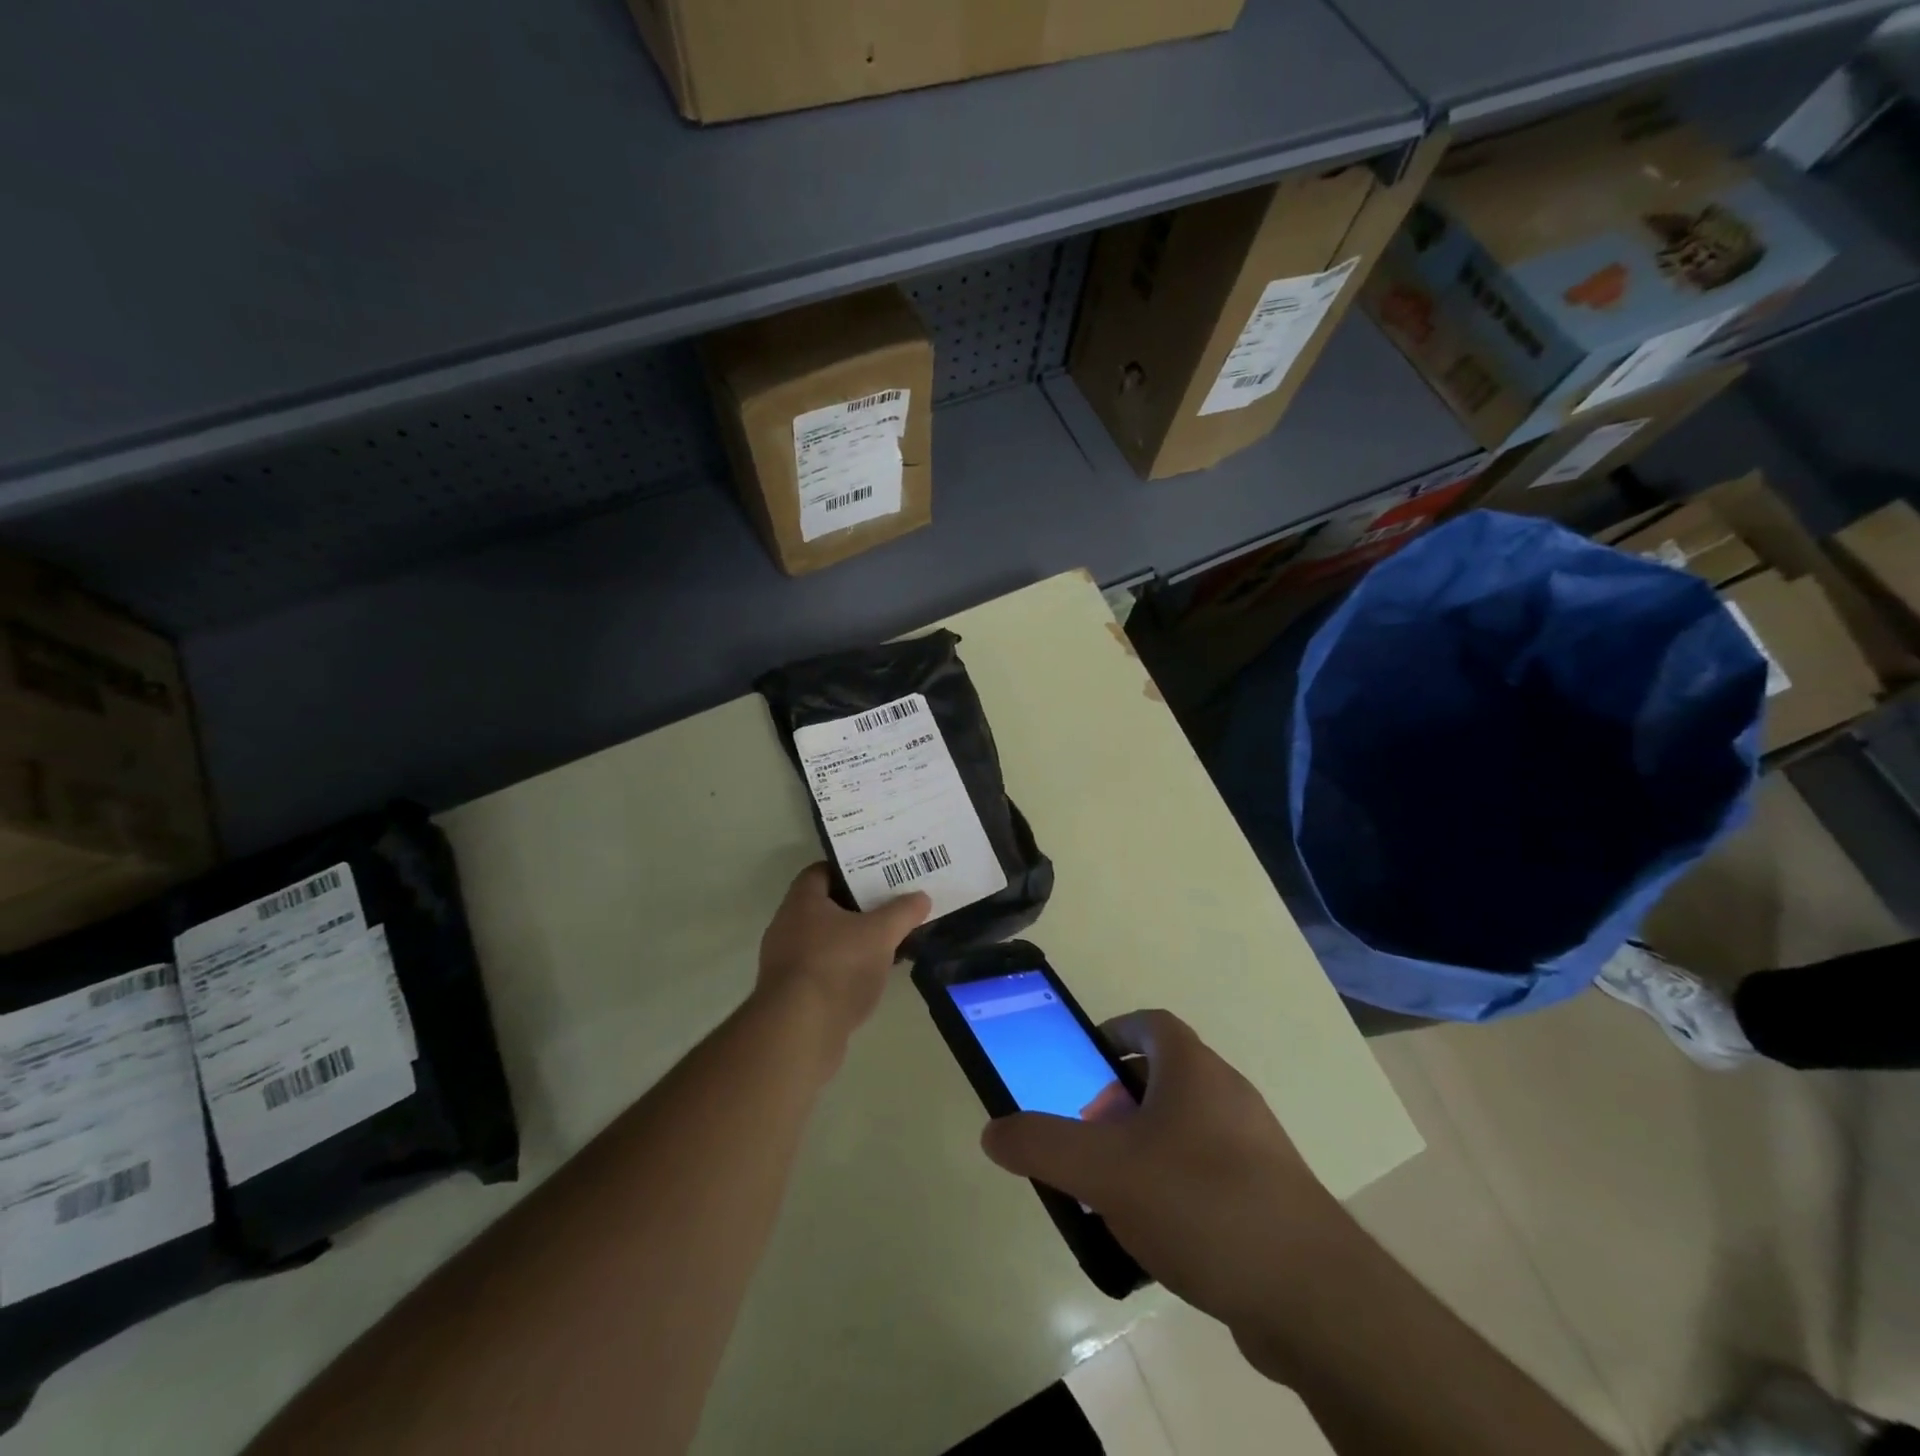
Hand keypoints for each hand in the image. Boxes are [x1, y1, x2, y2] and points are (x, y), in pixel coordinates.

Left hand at [756, 864, 929, 1054]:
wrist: (799, 1032)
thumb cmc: (837, 967)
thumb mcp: (880, 934)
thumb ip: (903, 912)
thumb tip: (921, 897)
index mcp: (802, 901)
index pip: (823, 871)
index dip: (851, 869)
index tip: (879, 874)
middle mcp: (787, 926)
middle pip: (826, 907)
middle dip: (858, 907)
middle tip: (891, 907)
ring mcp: (786, 962)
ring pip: (826, 941)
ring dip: (853, 941)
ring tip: (888, 943)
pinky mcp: (791, 994)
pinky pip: (823, 970)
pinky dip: (846, 970)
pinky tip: (872, 978)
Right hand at [979, 1010, 1353, 1336]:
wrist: (1313, 1297)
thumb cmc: (1201, 1203)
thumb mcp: (1105, 1171)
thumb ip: (1043, 1145)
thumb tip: (993, 1130)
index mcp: (1194, 1069)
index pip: (1150, 1023)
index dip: (1113, 1032)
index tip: (1083, 1062)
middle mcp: (1228, 1095)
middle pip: (1164, 1076)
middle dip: (1119, 1098)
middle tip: (1088, 1134)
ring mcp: (1255, 1146)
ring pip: (1186, 1127)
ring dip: (1145, 1145)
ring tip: (1112, 1189)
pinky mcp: (1270, 1197)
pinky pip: (1209, 1172)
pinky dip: (1175, 1185)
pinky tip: (1156, 1234)